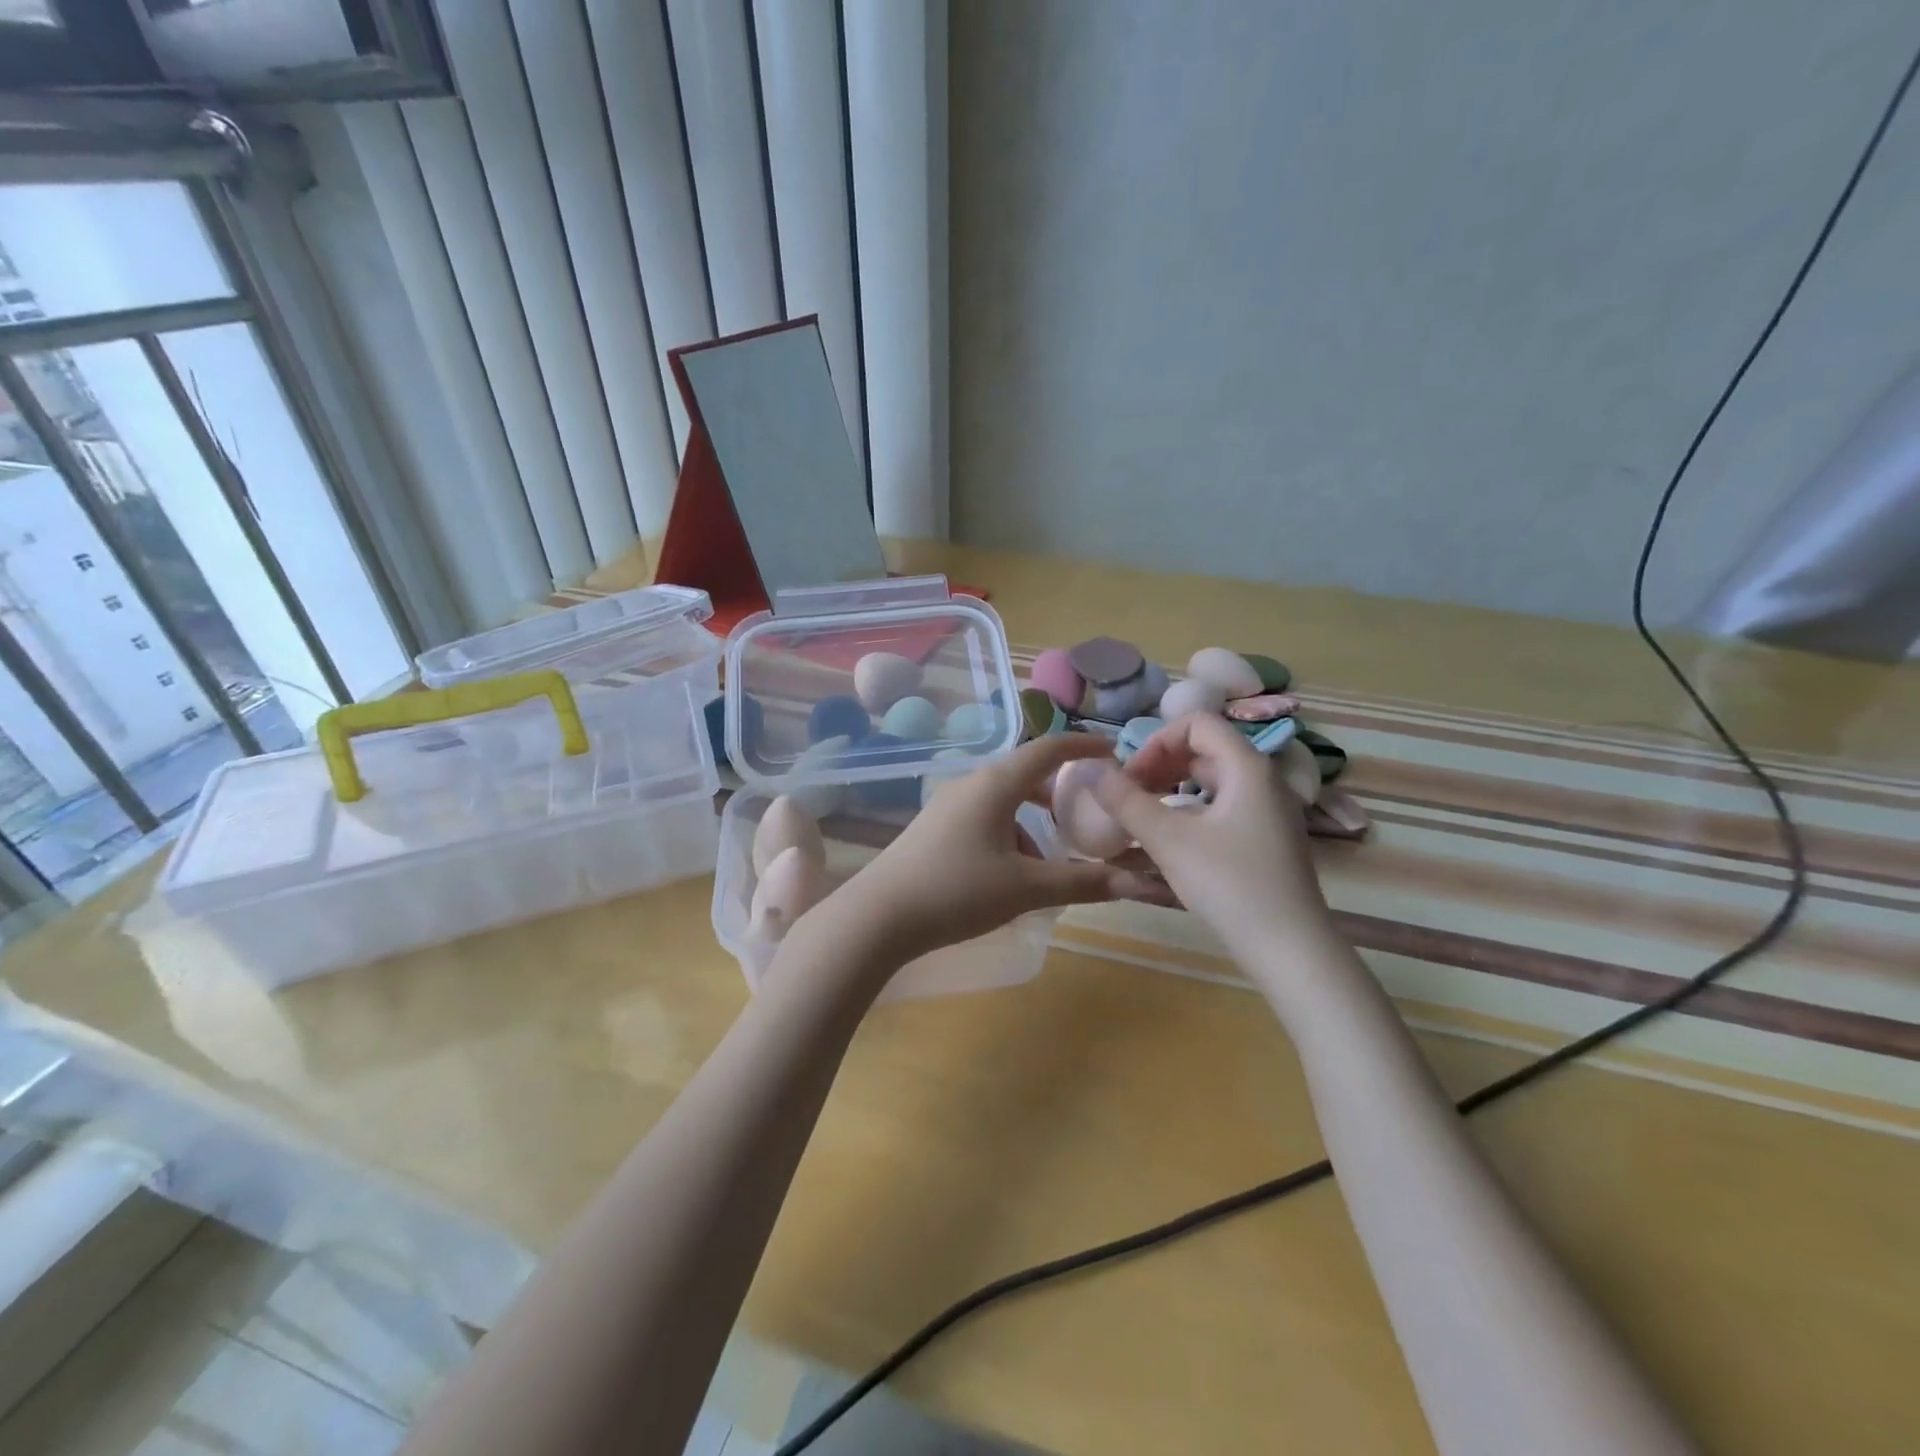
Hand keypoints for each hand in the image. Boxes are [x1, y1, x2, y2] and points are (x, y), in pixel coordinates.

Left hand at [830, 734, 1171, 965]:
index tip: (1112, 752)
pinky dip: (1007, 834)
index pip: (1048, 749)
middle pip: (1025, 774)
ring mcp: (948, 804)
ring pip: (1003, 801)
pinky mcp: (934, 827)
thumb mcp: (1025, 888)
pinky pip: (983, 817)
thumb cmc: (957, 891)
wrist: (878, 916)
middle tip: (1087, 816)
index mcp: (996, 784)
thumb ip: (1080, 882)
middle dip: (1059, 793)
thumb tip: (1135, 883)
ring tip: (1048, 863)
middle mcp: (971, 783)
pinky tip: (1009, 876)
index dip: (1083, 747)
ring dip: (1032, 823)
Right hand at [1092, 713, 1334, 963]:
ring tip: (1145, 812)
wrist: (1290, 949)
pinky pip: (1225, 803)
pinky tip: (1174, 836)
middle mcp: (1264, 779)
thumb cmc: (1229, 885)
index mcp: (1246, 767)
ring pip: (1214, 777)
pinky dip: (1193, 806)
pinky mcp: (1268, 837)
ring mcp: (1270, 809)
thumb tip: (1090, 770)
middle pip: (1205, 748)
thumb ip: (1126, 802)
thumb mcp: (1169, 841)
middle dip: (1160, 763)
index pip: (1196, 723)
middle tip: (1130, 795)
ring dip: (1174, 784)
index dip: (1156, 742)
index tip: (1131, 778)